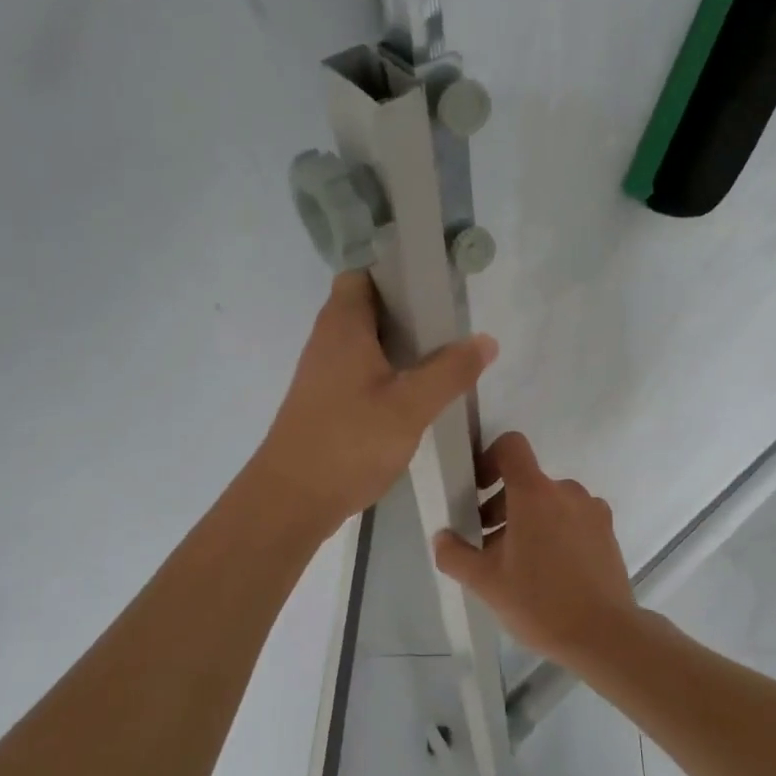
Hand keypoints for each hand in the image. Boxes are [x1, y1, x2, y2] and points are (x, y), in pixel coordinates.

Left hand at [252, 272, 497, 535]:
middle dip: (407, 313)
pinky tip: (414, 397)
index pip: (361, 275)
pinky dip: (386, 374)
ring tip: (441, 361)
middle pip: (367, 309)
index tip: (434, 289)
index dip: (395, 274)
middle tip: (448, 329)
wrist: (290, 500)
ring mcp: (322, 374)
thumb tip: (485, 339)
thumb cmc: (349, 442)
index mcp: (343, 326)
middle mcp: (327, 342)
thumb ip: (450, 371)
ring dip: (399, 347)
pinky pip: (359, 372)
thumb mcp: (410, 406)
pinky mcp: (324, 403)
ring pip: (365, 344)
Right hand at [432, 432, 639, 666]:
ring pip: (550, 502)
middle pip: (526, 481)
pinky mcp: (607, 532)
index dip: (489, 459)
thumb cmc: (540, 602)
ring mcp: (592, 511)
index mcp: (535, 493)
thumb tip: (443, 537)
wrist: (605, 636)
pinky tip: (549, 572)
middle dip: (501, 505)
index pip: (511, 446)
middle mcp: (567, 491)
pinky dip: (555, 532)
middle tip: (488, 545)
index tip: (478, 492)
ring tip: (518, 564)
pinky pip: (572, 518)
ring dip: (528, 521)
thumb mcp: (485, 583)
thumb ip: (455, 555)